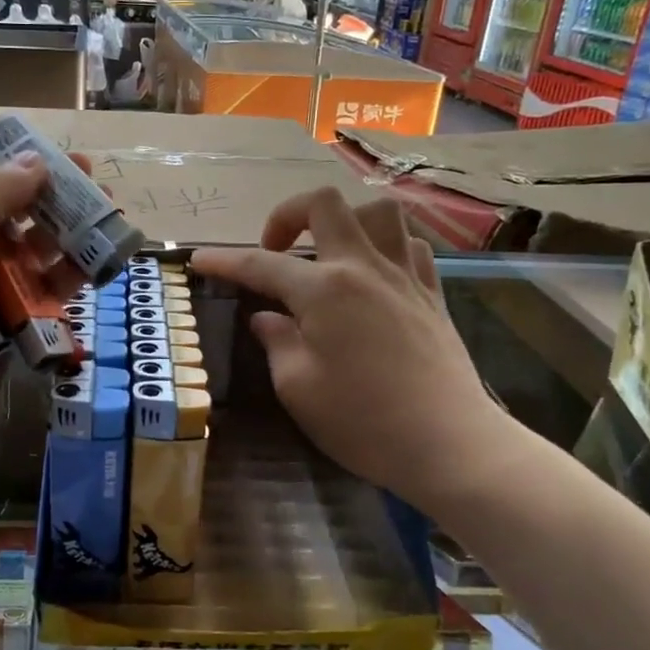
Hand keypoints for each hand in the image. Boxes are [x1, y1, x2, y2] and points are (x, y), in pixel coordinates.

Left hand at [0, 134, 82, 502]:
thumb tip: (33, 164)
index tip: (27, 138)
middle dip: (38, 191)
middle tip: (85, 175)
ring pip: (22, 255)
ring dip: (60, 233)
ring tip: (104, 212)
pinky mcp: (1, 335)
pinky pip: (37, 299)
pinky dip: (65, 281)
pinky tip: (98, 261)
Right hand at [191, 188, 512, 502]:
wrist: (449, 444)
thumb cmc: (363, 421)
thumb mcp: (298, 388)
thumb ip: (277, 342)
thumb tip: (267, 318)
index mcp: (324, 290)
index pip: (261, 264)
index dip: (225, 260)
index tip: (199, 259)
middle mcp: (364, 267)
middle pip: (326, 205)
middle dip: (288, 214)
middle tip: (275, 249)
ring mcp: (405, 276)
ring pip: (379, 212)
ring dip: (346, 221)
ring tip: (329, 253)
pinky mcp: (433, 294)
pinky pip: (410, 246)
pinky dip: (386, 247)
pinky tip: (374, 275)